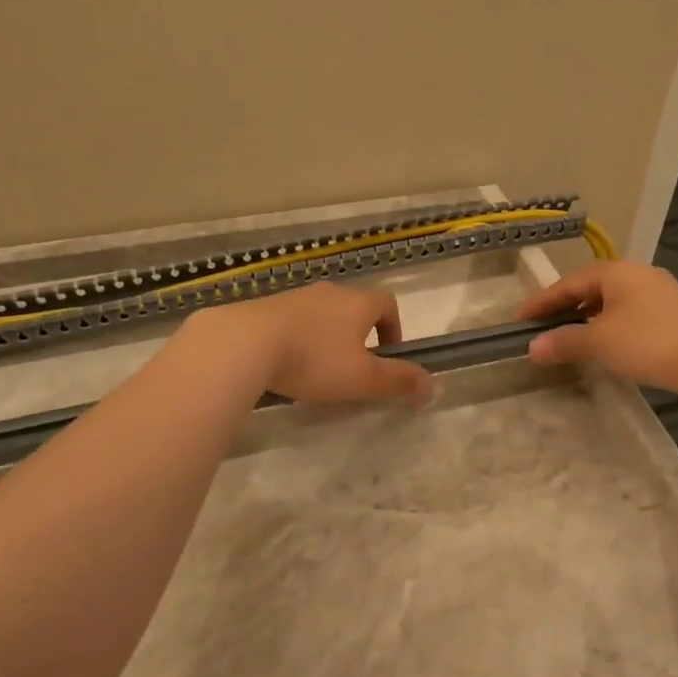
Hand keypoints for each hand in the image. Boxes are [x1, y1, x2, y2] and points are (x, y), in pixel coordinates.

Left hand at [194, 282, 432, 405]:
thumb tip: (433, 385)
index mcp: (359, 302)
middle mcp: (330, 291)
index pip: (387, 303)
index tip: (387, 356)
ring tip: (319, 370)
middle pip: (355, 307)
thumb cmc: (315, 360)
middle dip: (359, 335)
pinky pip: (294, 320)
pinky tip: (286, 365)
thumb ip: (399, 381)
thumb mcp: (363, 378)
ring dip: (328, 337)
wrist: (244, 343)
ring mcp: (296, 296)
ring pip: (323, 314)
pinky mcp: (266, 306)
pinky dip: (299, 338)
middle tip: (354, 368)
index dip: (394, 328)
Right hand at [519, 261, 677, 396]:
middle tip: (542, 326)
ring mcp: (659, 290)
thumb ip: (563, 342)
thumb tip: (532, 348)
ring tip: (570, 335)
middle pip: (590, 288)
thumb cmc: (646, 343)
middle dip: (564, 307)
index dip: (541, 302)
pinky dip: (609, 322)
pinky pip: (629, 311)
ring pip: (611, 300)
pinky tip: (605, 340)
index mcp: (615, 271)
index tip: (520, 319)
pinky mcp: (673, 311)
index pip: (568, 283)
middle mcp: (637, 273)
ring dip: (587, 316)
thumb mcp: (598, 343)